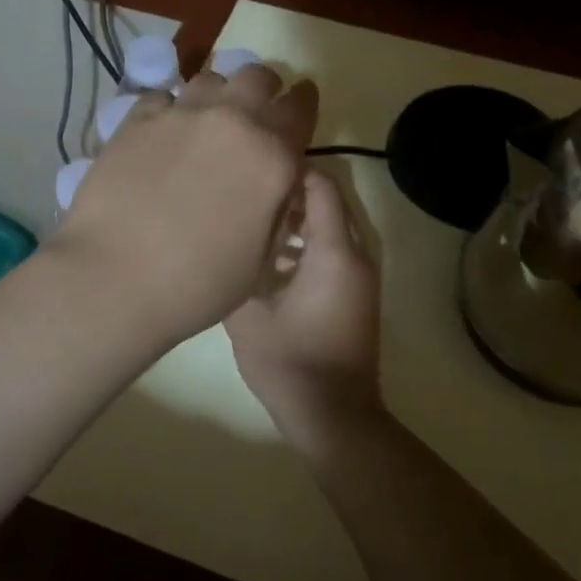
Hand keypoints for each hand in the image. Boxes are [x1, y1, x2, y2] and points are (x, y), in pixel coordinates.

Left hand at [51, 63, 318, 346]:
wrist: (115, 278)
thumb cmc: (198, 284)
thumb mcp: (261, 259)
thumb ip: (276, 209)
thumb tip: (277, 184)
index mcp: (272, 156)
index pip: (300, 108)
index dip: (304, 101)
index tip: (302, 99)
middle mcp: (232, 121)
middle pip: (258, 77)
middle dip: (263, 90)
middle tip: (255, 112)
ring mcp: (181, 115)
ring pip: (211, 79)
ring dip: (219, 95)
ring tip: (209, 121)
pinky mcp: (137, 120)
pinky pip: (163, 96)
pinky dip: (171, 109)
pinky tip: (164, 133)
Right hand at [225, 168, 381, 435]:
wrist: (333, 416)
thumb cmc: (290, 363)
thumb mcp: (247, 317)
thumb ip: (236, 271)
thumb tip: (220, 245)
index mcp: (334, 253)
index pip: (322, 188)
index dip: (291, 169)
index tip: (254, 164)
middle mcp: (355, 257)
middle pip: (329, 205)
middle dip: (292, 193)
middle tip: (249, 190)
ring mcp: (359, 278)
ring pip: (331, 230)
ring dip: (299, 221)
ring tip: (254, 220)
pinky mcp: (355, 296)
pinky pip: (334, 254)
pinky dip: (307, 246)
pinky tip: (270, 259)